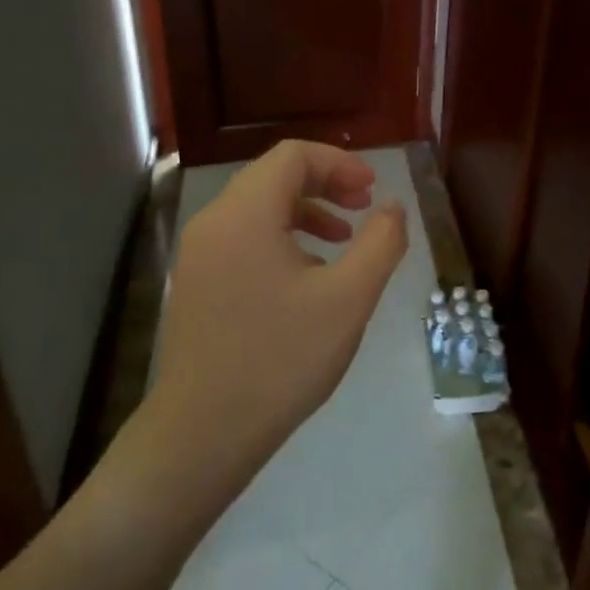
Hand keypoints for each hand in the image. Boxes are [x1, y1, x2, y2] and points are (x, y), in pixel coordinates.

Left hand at [148, 141, 407, 480]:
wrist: (203, 432)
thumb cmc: (281, 359)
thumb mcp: (348, 299)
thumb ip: (380, 243)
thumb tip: (392, 207)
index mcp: (245, 214)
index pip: (293, 157)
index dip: (339, 163)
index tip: (372, 190)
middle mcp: (214, 223)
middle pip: (273, 178)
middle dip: (325, 184)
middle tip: (364, 208)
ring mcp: (198, 255)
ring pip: (257, 210)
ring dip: (305, 212)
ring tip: (343, 242)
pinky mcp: (196, 284)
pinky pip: (242, 240)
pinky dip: (281, 239)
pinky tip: (307, 278)